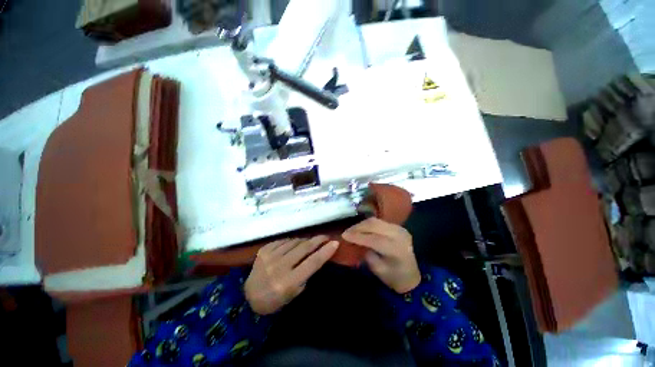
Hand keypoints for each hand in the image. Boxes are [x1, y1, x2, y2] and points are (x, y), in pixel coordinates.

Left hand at [245, 235, 338, 314]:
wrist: (251, 296)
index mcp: (289, 281)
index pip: (312, 263)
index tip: (335, 243)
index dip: (325, 252)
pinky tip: (294, 244)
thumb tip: (315, 258)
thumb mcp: (295, 293)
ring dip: (304, 240)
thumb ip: (305, 276)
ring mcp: (269, 257)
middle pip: (303, 248)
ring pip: (292, 243)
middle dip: (317, 240)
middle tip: (326, 237)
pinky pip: (281, 241)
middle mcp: (280, 267)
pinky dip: (290, 241)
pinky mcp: (263, 251)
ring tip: (311, 241)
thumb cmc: (276, 300)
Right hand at [342, 218, 419, 292]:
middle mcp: (399, 236)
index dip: (357, 236)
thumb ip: (367, 254)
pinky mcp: (400, 228)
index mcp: (395, 249)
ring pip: (378, 221)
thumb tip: (356, 243)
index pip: (373, 238)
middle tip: (346, 232)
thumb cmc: (393, 277)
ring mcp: (401, 230)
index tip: (343, 235)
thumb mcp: (378, 269)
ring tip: (352, 231)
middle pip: (375, 225)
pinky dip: (371, 225)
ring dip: (363, 225)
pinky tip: (363, 231)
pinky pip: (382, 223)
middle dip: (358, 227)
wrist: (411, 277)